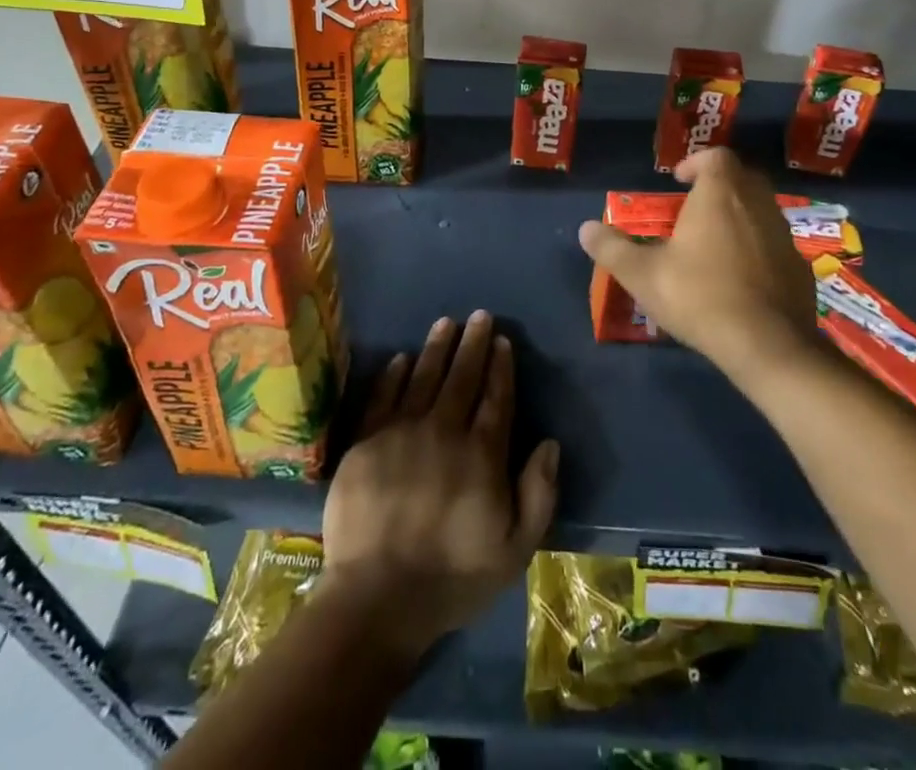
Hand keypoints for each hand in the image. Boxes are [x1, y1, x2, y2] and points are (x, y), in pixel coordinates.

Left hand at [320, 311, 559, 660]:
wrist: (376, 598)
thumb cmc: (452, 578)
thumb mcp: (514, 550)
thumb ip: (538, 494)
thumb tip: (549, 443)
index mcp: (482, 454)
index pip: (497, 397)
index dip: (501, 367)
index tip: (503, 341)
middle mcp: (444, 431)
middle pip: (462, 377)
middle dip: (473, 344)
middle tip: (479, 316)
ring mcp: (402, 433)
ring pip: (424, 377)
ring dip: (437, 347)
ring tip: (446, 322)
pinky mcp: (367, 442)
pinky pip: (383, 396)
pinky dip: (394, 374)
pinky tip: (402, 358)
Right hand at [577, 147, 820, 381]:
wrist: (768, 345)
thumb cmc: (700, 296)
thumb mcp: (643, 274)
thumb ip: (612, 248)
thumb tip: (586, 228)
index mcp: (720, 194)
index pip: (716, 157)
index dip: (696, 163)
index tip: (679, 181)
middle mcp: (757, 204)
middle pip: (742, 178)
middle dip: (720, 186)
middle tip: (696, 207)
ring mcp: (783, 235)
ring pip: (762, 210)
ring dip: (740, 216)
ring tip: (715, 243)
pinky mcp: (799, 266)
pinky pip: (775, 244)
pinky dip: (759, 248)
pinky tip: (742, 277)